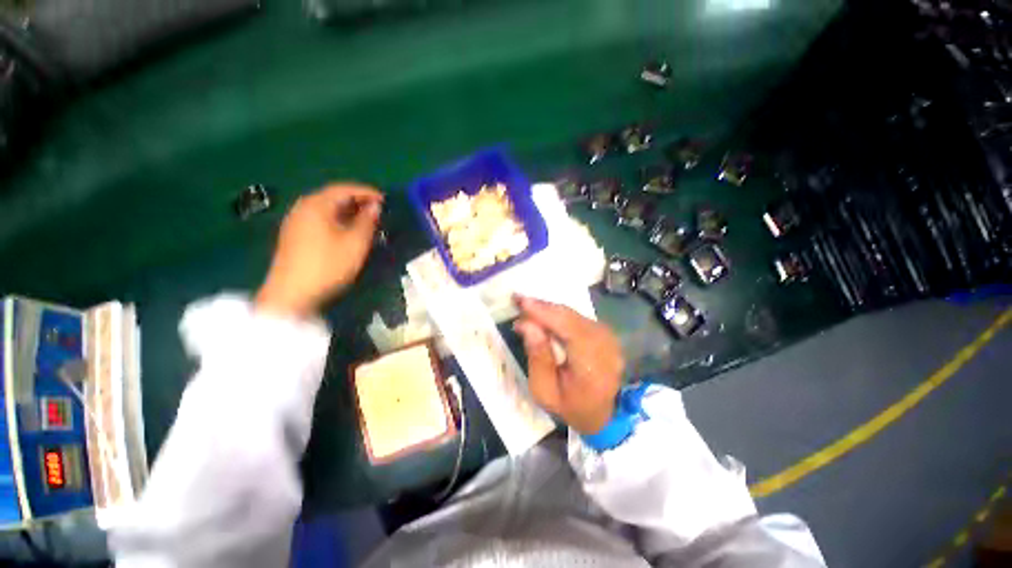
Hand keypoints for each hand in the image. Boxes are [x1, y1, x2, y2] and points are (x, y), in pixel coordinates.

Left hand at [255, 184, 382, 318]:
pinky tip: (347, 230)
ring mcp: (296, 221)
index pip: (344, 189)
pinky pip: (320, 218)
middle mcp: (303, 207)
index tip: (385, 199)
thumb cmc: (328, 265)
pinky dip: (337, 219)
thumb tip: (375, 207)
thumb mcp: (355, 243)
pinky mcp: (294, 235)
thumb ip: (367, 222)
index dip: (366, 192)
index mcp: (317, 205)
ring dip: (348, 210)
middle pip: (333, 196)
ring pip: (326, 208)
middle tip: (378, 209)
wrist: (292, 294)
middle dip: (357, 200)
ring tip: (366, 219)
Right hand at [513, 296, 623, 434]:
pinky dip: (559, 314)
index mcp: (592, 365)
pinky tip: (544, 314)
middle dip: (542, 307)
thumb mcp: (544, 391)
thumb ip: (537, 357)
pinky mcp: (605, 332)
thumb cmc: (569, 406)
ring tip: (527, 307)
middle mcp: (605, 345)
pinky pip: (578, 317)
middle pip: (571, 317)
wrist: (601, 414)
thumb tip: (527, 324)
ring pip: (574, 314)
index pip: (568, 329)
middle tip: (518, 300)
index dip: (544, 312)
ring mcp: (608, 337)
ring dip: (549, 309)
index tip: (521, 301)